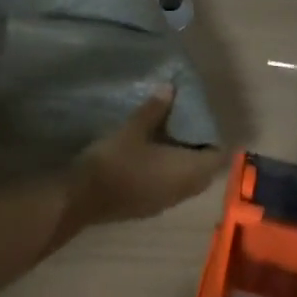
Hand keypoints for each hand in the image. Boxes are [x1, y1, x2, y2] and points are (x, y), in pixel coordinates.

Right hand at [60, 86, 225, 239]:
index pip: (217, 158)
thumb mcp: (133, 129)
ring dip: (184, 162)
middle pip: (204, 171)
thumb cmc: (113, 162)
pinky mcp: (148, 208)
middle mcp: (182, 191)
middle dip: (199, 149)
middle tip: (186, 125)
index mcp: (186, 172)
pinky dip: (169, 173)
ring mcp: (165, 203)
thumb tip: (170, 88)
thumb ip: (154, 109)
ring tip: (169, 136)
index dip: (214, 139)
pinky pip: (170, 188)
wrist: (79, 200)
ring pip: (187, 182)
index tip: (202, 119)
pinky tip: (152, 156)